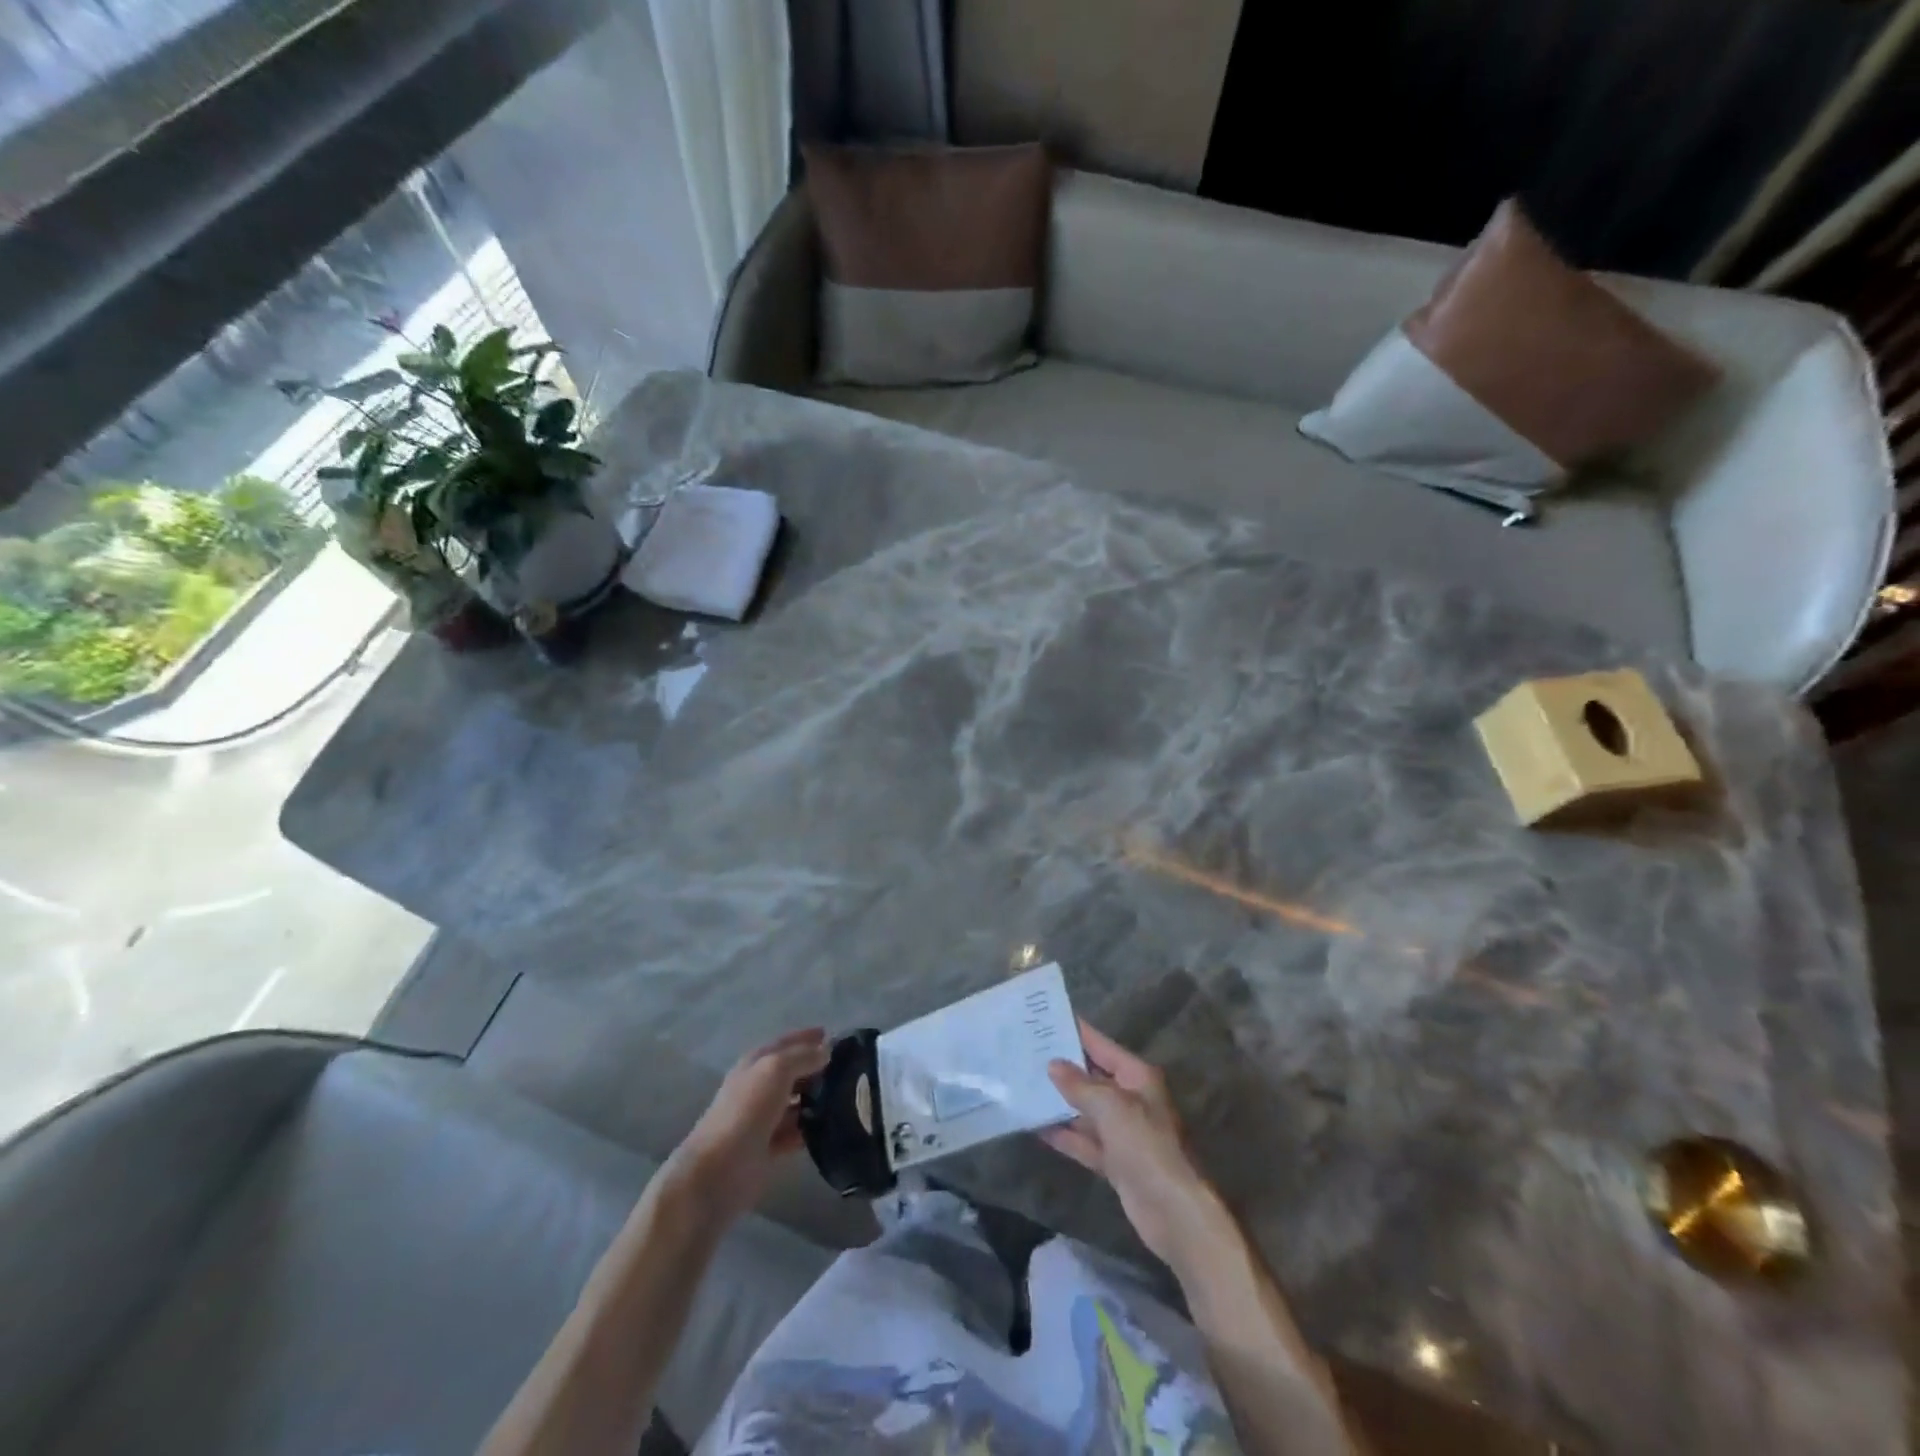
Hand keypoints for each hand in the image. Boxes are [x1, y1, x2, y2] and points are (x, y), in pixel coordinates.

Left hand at [665, 1028, 829, 1224]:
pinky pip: (796, 1132)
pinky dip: (811, 1128)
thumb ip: (802, 1056)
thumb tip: (826, 1050)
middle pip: (792, 1072)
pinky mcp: (768, 1148)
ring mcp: (763, 1118)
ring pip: (795, 1102)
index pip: (786, 1043)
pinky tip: (833, 1127)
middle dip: (816, 1068)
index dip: (807, 1037)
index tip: (833, 1035)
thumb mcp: (776, 1070)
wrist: (718, 1170)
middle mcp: (759, 1087)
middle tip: (849, 1069)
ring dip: (816, 1099)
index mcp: (756, 1063)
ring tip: (847, 1098)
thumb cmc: (747, 1110)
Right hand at [1041, 1020, 1225, 1268]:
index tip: (1047, 1020)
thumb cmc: (1146, 1146)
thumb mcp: (1111, 1107)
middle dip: (1063, 1068)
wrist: (1173, 1212)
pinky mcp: (1115, 1161)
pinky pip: (1085, 1141)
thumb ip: (1079, 1085)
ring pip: (1086, 1110)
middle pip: (1092, 1077)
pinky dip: (1065, 1135)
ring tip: (1024, 1087)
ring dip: (1060, 1103)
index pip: (1102, 1046)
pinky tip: (1037, 1128)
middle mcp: (1131, 1099)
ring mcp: (1123, 1132)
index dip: (1077, 1032)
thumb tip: (1053, 1065)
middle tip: (1026, 1054)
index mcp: (1137, 1077)